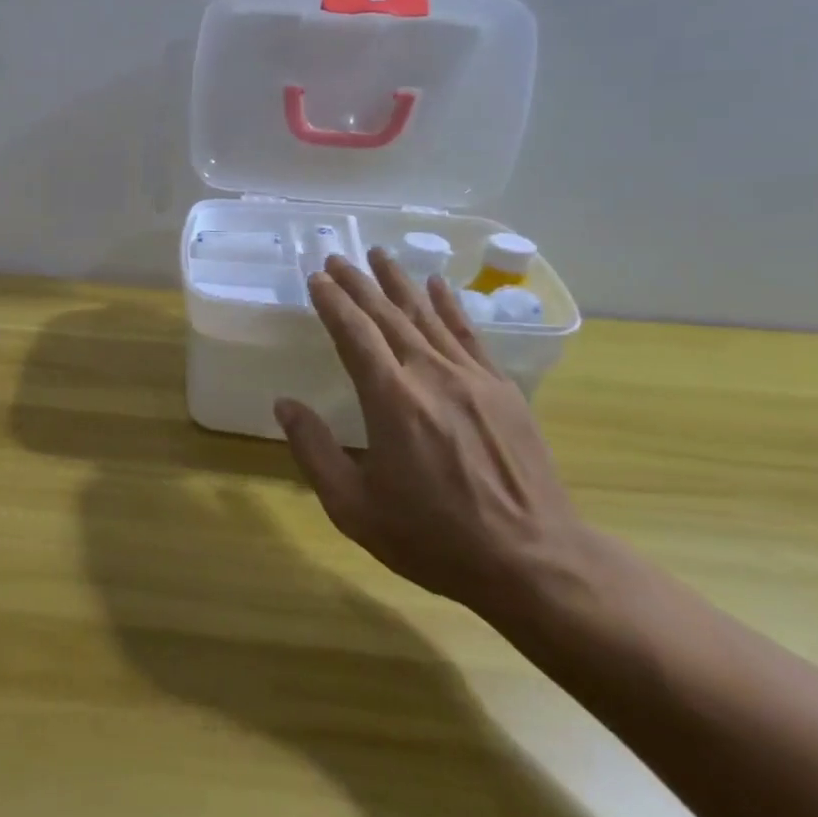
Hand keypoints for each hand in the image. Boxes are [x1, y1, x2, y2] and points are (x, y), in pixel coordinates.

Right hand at [274, 248, 590, 616]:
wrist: (533, 561)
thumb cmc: (434, 538)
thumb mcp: (355, 508)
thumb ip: (315, 451)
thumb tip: (284, 404)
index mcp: (390, 400)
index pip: (354, 334)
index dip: (333, 303)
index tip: (317, 279)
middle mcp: (430, 375)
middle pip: (388, 315)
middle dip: (359, 283)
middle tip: (338, 258)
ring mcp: (472, 378)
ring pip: (428, 315)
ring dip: (400, 282)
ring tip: (380, 254)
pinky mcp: (503, 389)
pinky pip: (470, 334)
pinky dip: (451, 305)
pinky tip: (439, 285)